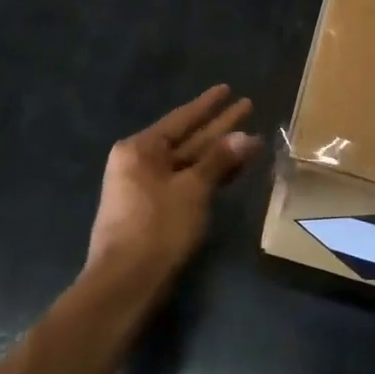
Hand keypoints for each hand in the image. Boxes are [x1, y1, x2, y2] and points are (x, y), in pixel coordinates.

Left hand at [86, 86, 261, 291]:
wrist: (125, 284)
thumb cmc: (157, 228)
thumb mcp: (192, 190)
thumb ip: (218, 161)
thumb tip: (246, 137)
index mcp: (140, 149)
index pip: (182, 119)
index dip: (208, 105)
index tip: (228, 89)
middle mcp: (138, 162)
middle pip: (186, 139)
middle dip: (218, 127)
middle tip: (248, 107)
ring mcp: (144, 187)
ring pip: (188, 162)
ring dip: (217, 153)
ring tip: (249, 138)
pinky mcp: (153, 211)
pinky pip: (184, 181)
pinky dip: (207, 175)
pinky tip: (230, 169)